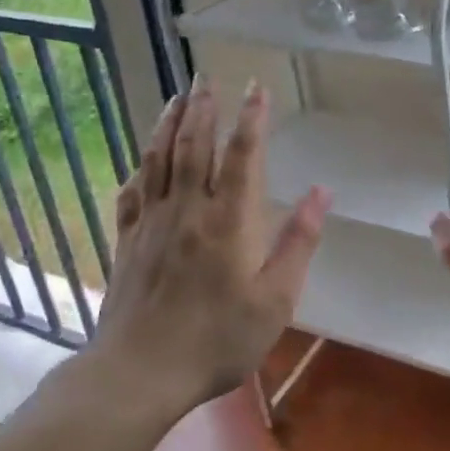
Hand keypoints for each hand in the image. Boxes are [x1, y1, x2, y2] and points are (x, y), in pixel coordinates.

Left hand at [91, 77, 330, 415]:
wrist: (139, 372)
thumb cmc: (217, 339)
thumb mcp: (275, 299)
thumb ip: (298, 242)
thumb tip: (322, 192)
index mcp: (228, 220)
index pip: (242, 155)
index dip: (251, 118)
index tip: (257, 87)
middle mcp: (187, 210)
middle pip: (194, 146)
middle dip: (203, 108)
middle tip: (206, 78)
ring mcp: (151, 223)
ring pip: (159, 160)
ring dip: (168, 124)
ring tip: (176, 98)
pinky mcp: (127, 242)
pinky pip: (132, 193)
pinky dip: (139, 168)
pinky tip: (142, 160)